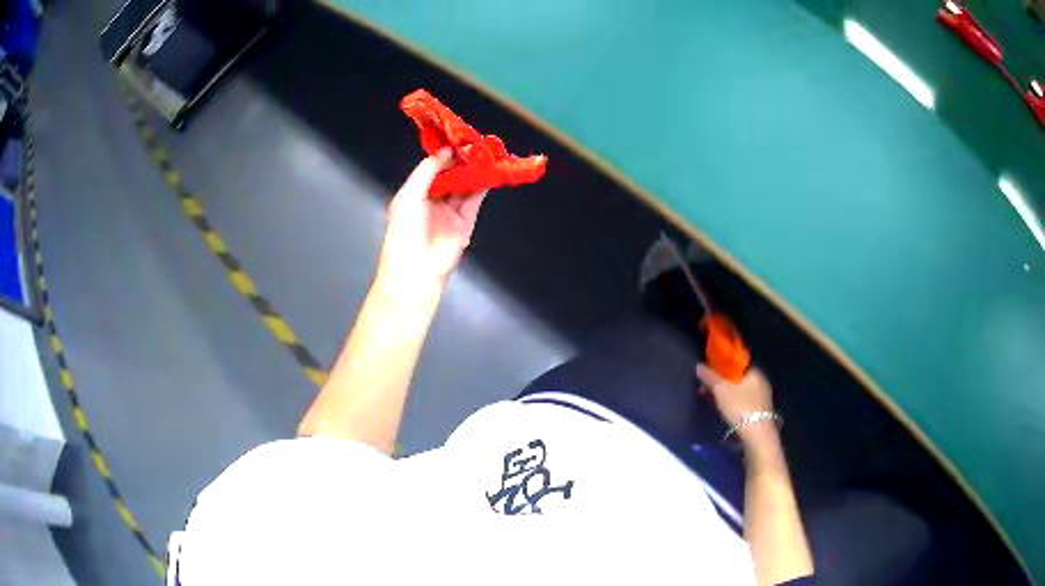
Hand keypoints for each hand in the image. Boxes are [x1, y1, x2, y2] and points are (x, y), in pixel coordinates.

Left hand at [379, 149, 487, 288]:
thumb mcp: (409, 196)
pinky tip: (489, 172)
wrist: (416, 272)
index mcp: (413, 195)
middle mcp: (432, 202)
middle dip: (461, 161)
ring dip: (474, 171)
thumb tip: (446, 152)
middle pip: (450, 176)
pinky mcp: (465, 223)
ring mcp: (449, 212)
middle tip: (476, 144)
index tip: (457, 139)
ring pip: (464, 186)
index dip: (444, 155)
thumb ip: (427, 170)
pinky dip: (483, 186)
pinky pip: (475, 200)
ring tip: (486, 154)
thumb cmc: (404, 233)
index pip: (431, 169)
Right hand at [696, 364, 775, 442]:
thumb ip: (710, 377)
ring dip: (726, 394)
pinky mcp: (761, 410)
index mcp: (754, 371)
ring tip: (713, 401)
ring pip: (740, 390)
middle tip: (706, 390)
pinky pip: (744, 400)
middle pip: (737, 378)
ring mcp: (763, 396)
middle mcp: (761, 381)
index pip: (735, 364)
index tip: (708, 376)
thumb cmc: (740, 407)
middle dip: (720, 383)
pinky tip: (726, 410)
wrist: (757, 434)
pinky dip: (734, 402)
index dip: (720, 368)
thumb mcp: (721, 390)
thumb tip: (699, 366)